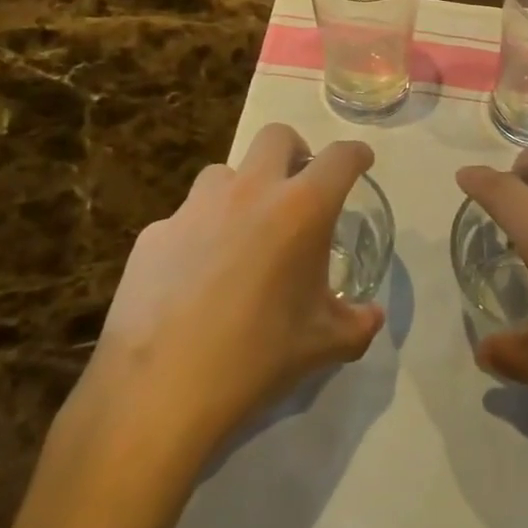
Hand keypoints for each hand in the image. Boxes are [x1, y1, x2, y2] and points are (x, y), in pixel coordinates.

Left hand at [81, 124, 384, 458]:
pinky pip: (185, 218)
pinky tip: (195, 276)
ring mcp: (196, 208)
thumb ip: (357, 324)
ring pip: (225, 172)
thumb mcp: (322, 345)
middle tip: (298, 187)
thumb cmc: (256, 359)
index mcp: (300, 209)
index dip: (356, 155)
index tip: (360, 162)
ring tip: (242, 232)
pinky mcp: (155, 233)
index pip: (340, 158)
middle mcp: (250, 192)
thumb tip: (372, 316)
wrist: (158, 392)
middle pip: (277, 136)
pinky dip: (199, 233)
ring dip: (242, 190)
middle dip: (296, 151)